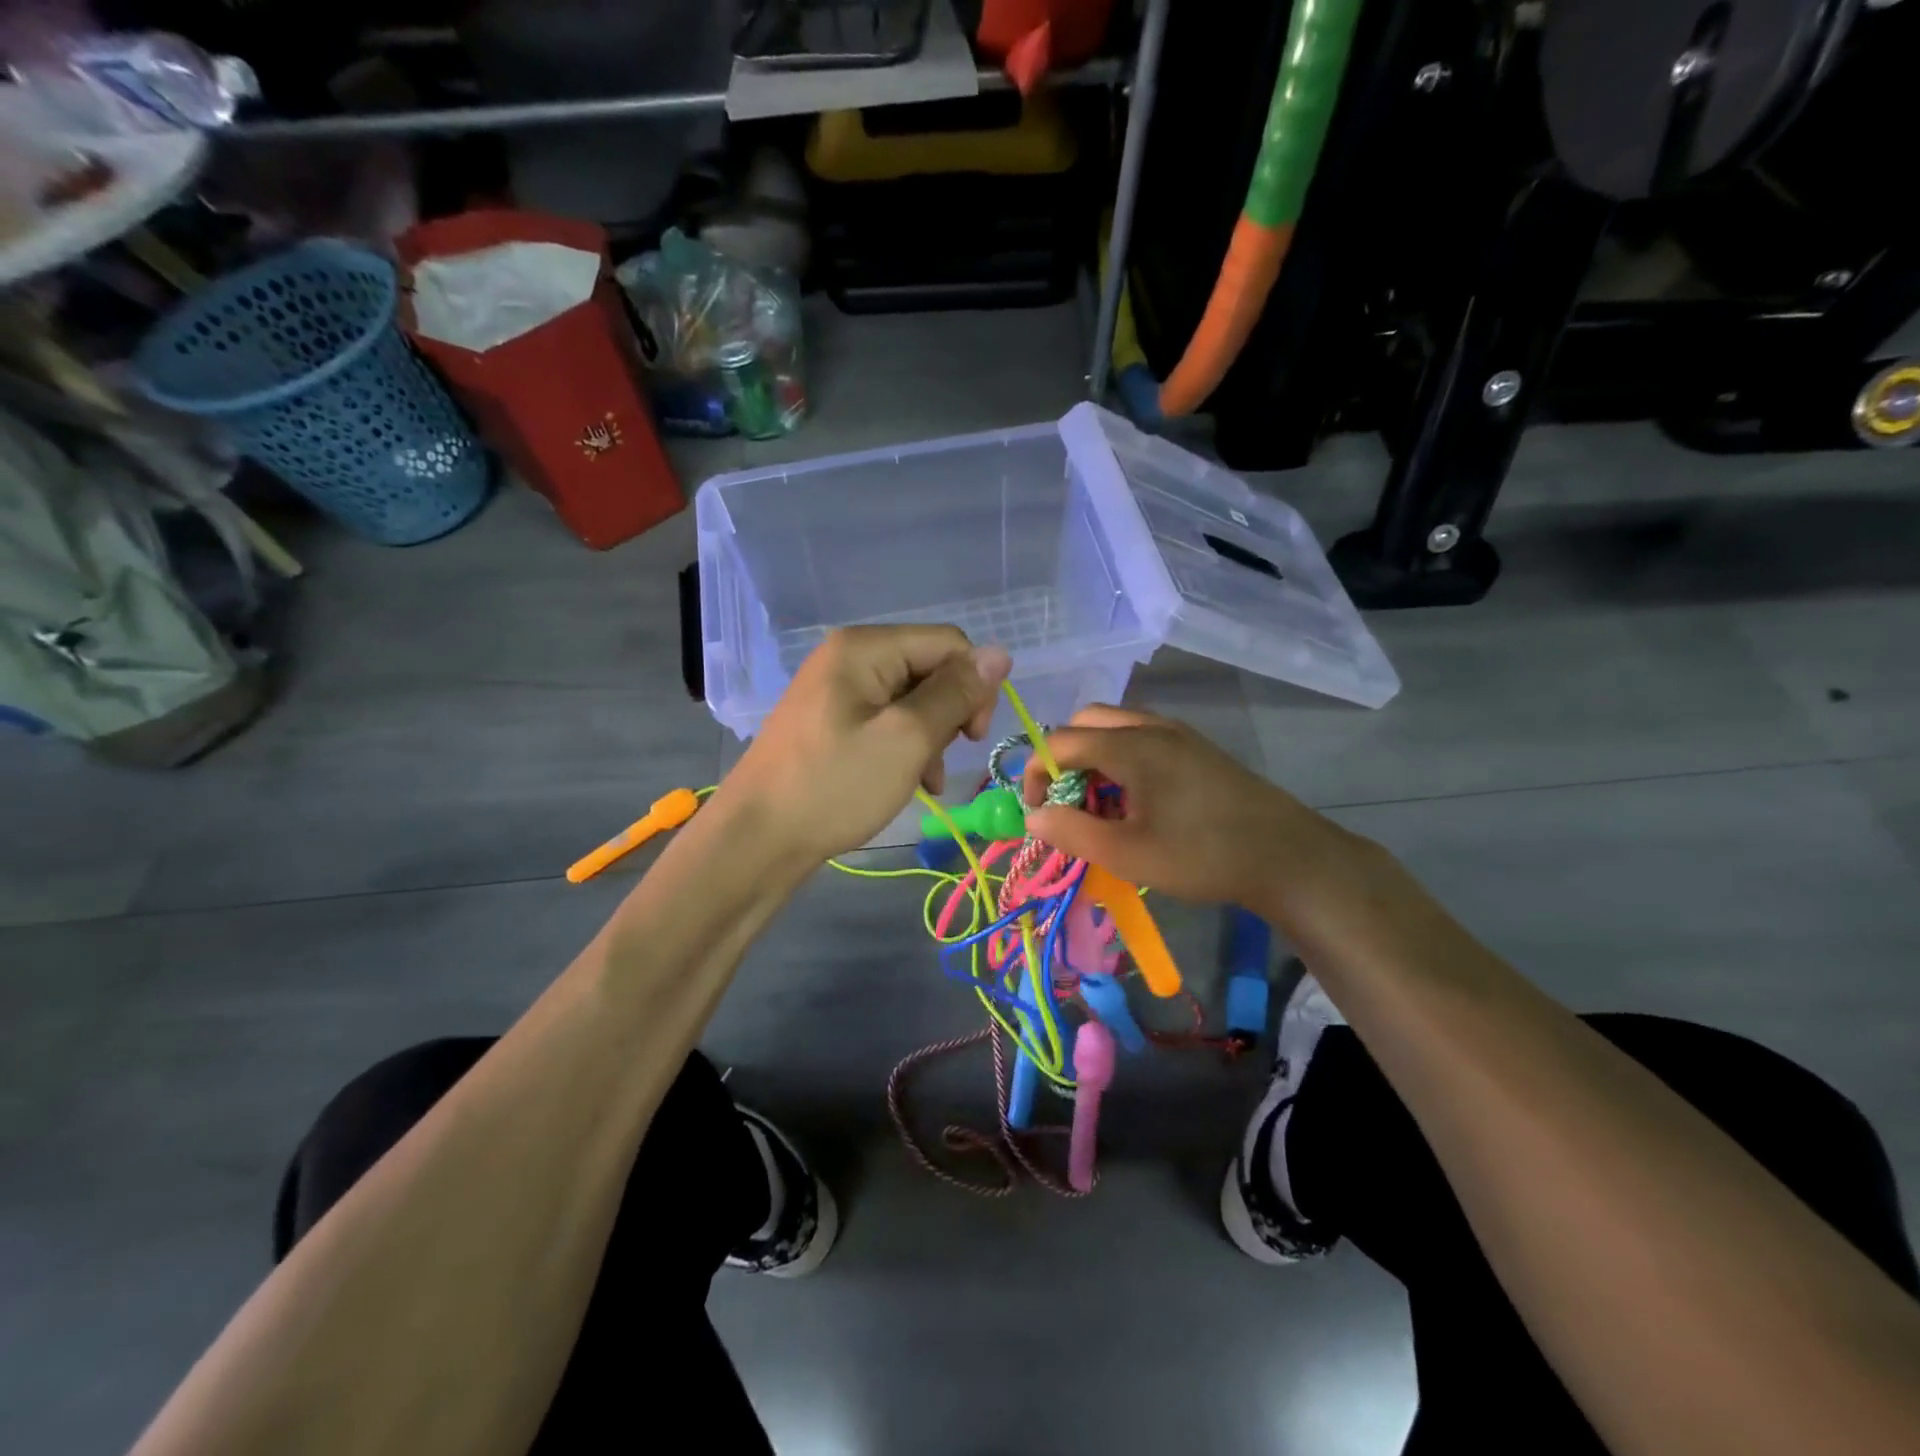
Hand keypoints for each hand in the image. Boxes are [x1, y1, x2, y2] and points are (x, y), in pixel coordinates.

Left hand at [720, 625, 1010, 862]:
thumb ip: (956, 694)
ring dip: (930, 738)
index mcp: (865, 647)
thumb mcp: (906, 739)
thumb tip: (1000, 653)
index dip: (974, 686)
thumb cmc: (835, 786)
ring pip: (912, 700)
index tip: (972, 738)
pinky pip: (886, 722)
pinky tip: (908, 782)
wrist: (756, 840)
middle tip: (941, 760)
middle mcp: (850, 657)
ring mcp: (837, 691)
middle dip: (949, 714)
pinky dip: (905, 748)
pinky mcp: (831, 722)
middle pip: (929, 669)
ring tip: (926, 779)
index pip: (949, 644)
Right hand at [1021, 705, 1337, 909]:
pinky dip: (1121, 759)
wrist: (1287, 856)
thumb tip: (1032, 816)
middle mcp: (1151, 727)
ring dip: (1094, 758)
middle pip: (1086, 722)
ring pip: (1116, 728)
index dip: (1035, 773)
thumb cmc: (1201, 855)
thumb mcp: (1127, 853)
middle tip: (1069, 801)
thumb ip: (1072, 832)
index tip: (1037, 811)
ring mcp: (1179, 734)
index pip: (1060, 741)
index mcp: (1130, 745)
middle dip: (1064, 758)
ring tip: (1102, 806)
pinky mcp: (1197, 748)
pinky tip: (1138, 802)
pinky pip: (1143, 738)